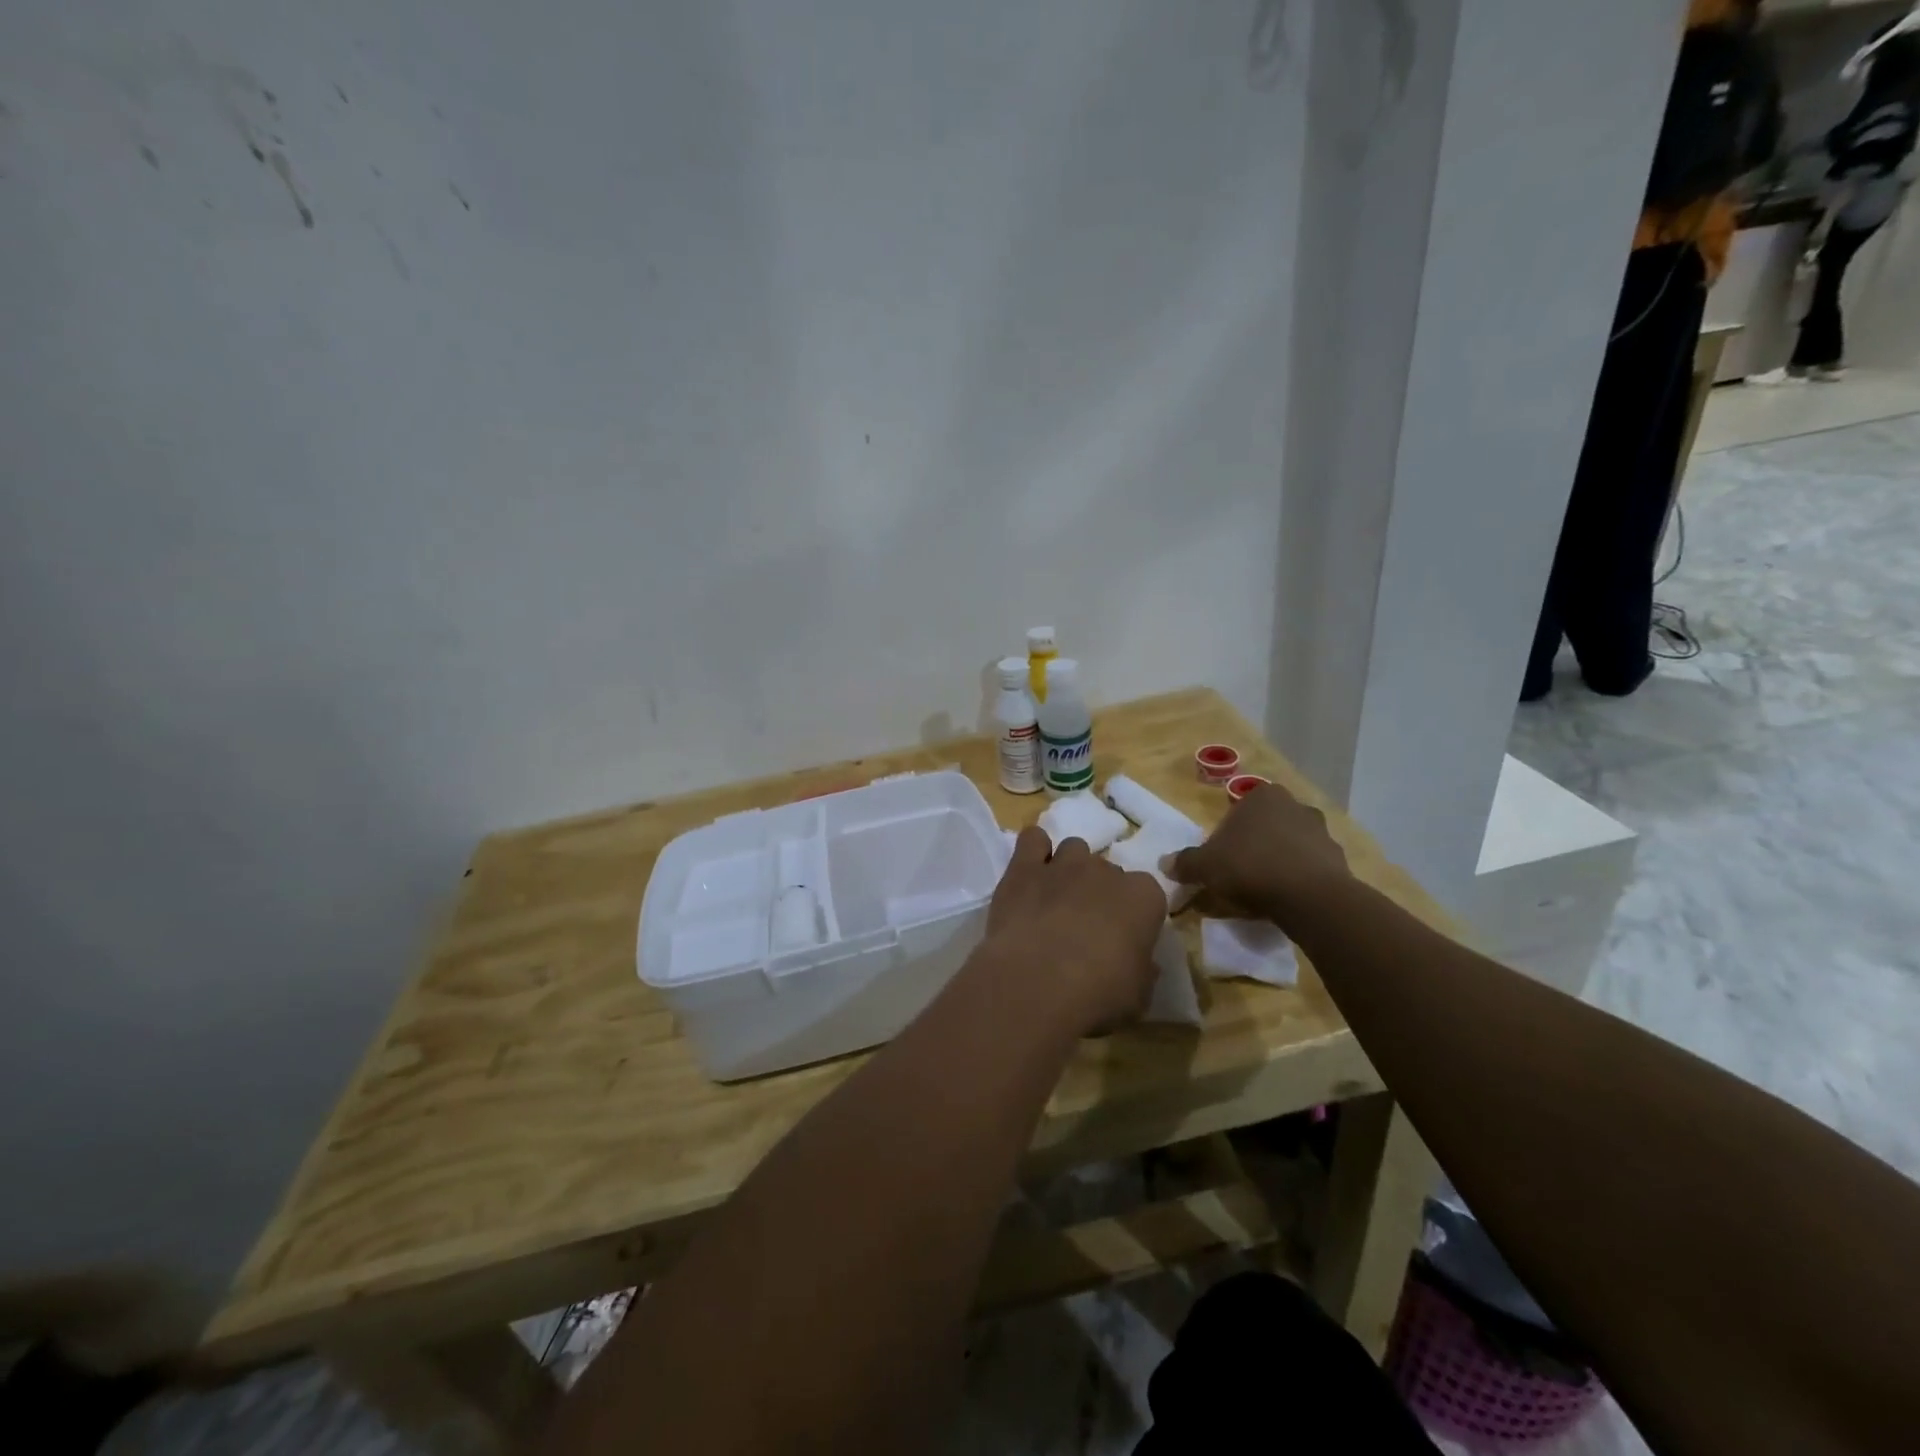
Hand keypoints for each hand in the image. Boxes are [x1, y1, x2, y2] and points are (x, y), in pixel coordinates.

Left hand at [976, 827, 1166, 1036]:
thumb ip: (1143, 972)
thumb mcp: (1138, 997)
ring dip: (1069, 869)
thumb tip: (1144, 966)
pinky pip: (1033, 840)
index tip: (1123, 938)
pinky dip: (1033, 851)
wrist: (1037, 982)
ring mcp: (1064, 864)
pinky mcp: (1024, 866)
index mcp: (1144, 897)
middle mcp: (1106, 870)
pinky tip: (1029, 873)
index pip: (1147, 894)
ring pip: (1073, 850)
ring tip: (1056, 899)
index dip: (1134, 915)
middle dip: (1099, 892)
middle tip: (1085, 925)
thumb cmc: (1098, 994)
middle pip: (1107, 871)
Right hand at [1167, 781, 1351, 927]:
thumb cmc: (1250, 867)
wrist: (1310, 897)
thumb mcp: (1205, 866)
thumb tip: (1164, 864)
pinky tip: (1287, 899)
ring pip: (1289, 845)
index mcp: (1262, 796)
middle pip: (1264, 827)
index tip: (1220, 862)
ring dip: (1277, 862)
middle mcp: (1294, 805)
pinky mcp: (1339, 858)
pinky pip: (1310, 866)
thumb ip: (1185, 862)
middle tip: (1239, 876)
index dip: (1225, 838)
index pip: (1236, 813)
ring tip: (1264, 892)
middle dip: (1253, 847)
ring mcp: (1321, 830)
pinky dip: (1299, 878)